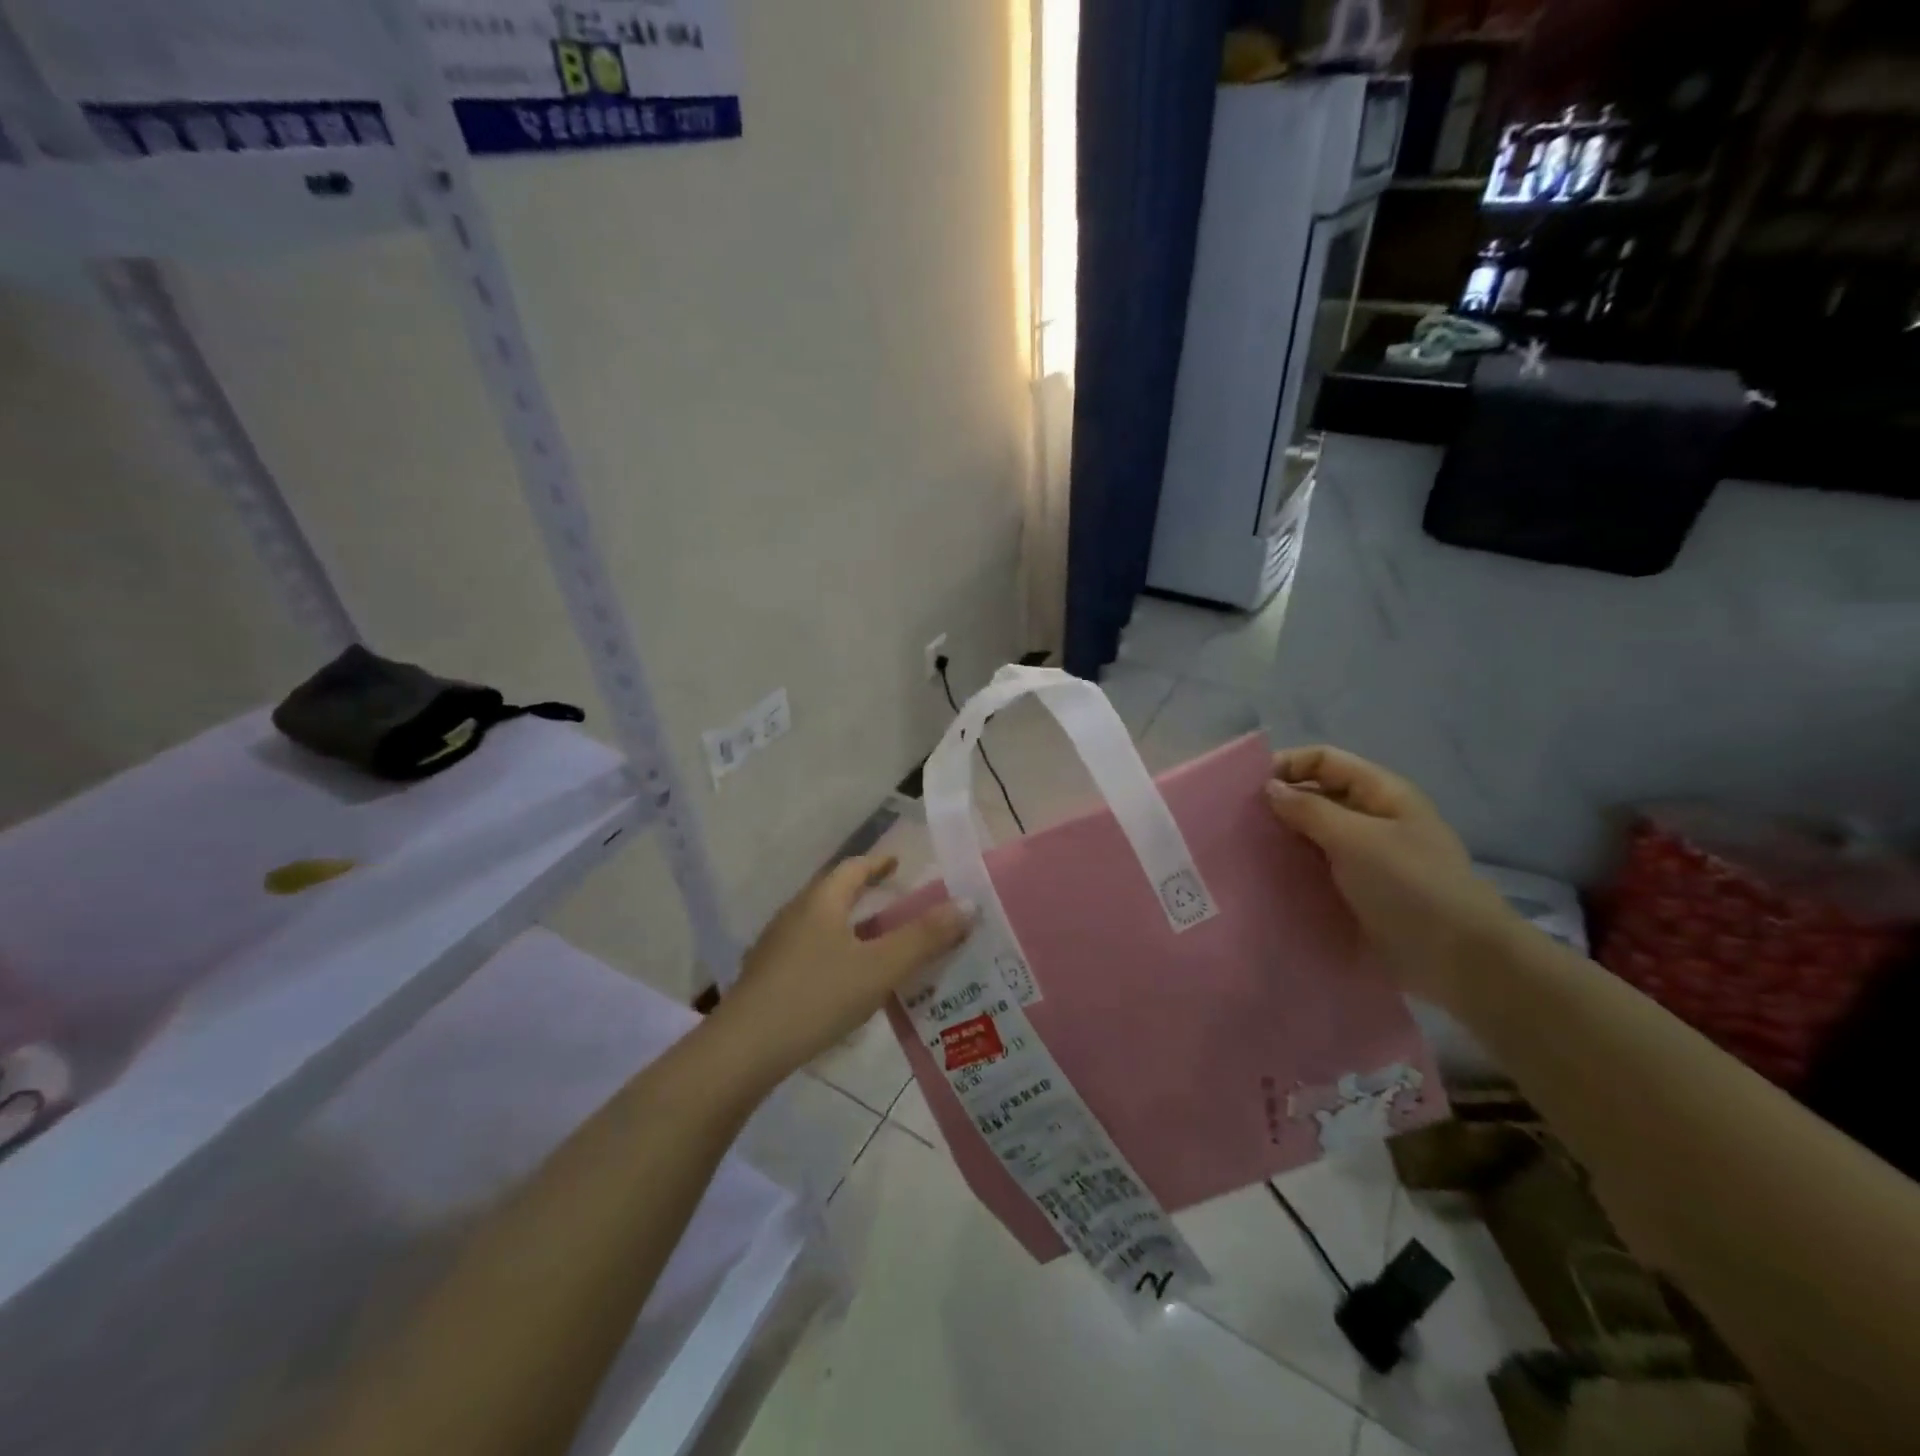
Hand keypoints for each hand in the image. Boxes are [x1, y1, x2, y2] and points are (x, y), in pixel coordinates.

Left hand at [712, 854, 972, 1084]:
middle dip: (866, 896)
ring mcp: (776, 946)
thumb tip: (967, 904)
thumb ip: (924, 938)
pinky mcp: (768, 977)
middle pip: (835, 894)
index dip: (878, 863)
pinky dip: (835, 953)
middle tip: (897, 905)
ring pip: (821, 925)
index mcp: (821, 902)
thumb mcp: (879, 968)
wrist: (743, 1050)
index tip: (898, 863)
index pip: (853, 868)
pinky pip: (810, 951)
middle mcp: (795, 914)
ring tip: (879, 945)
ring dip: (851, 927)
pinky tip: (846, 982)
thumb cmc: (817, 997)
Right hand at [1264, 746, 1518, 1009]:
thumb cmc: (1410, 886)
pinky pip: (1318, 868)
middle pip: (1317, 794)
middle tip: (1237, 821)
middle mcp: (1373, 818)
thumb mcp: (1356, 839)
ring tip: (1244, 850)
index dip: (1287, 765)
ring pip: (1314, 834)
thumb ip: (1309, 809)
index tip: (1246, 788)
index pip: (1324, 760)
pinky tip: (1266, 878)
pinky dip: (1293, 868)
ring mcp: (1366, 856)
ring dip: (1283, 838)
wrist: (1459, 960)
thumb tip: (1268, 788)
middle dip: (1279, 803)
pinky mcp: (1359, 891)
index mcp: (1381, 793)